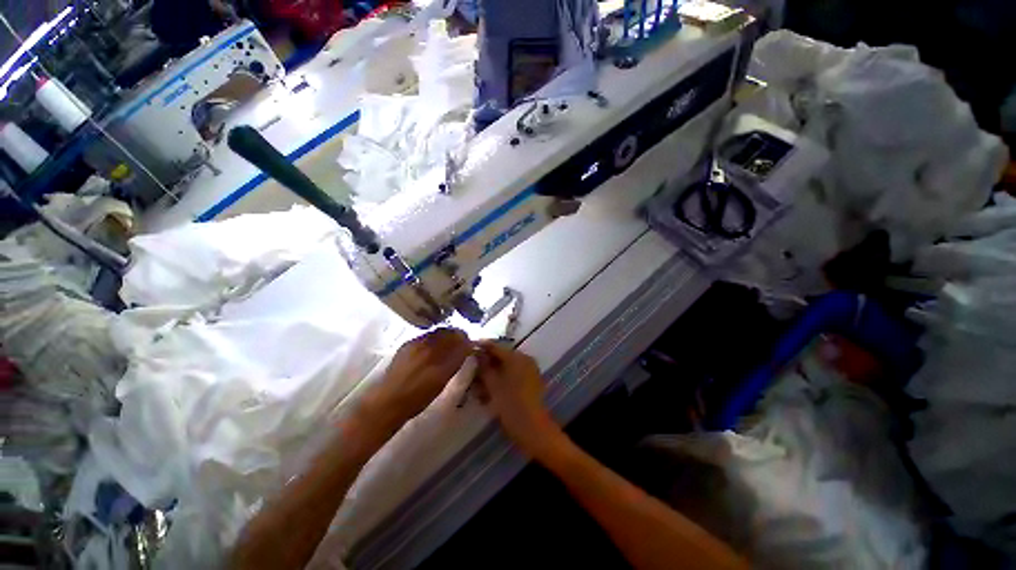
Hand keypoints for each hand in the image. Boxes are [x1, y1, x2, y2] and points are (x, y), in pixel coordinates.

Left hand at [362, 328, 471, 430]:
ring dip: (445, 336)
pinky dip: (433, 339)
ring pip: (437, 332)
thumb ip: (455, 361)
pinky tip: (431, 349)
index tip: (469, 345)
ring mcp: (416, 343)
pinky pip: (426, 336)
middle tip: (461, 344)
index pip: (458, 337)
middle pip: (448, 331)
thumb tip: (467, 346)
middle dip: (456, 335)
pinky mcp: (407, 344)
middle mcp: (428, 344)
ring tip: (447, 346)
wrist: (389, 401)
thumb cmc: (418, 397)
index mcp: (438, 354)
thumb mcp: (442, 381)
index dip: (466, 339)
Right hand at [476, 342, 563, 459]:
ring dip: (493, 373)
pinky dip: (502, 380)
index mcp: (516, 357)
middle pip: (502, 357)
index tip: (469, 348)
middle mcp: (525, 359)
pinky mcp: (532, 381)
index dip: (481, 347)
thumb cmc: (510, 404)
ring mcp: (530, 370)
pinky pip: (514, 375)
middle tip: (472, 370)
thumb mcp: (492, 385)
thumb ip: (483, 367)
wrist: (532, 428)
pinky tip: (491, 391)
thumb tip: (477, 353)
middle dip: (487, 364)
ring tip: (479, 385)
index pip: (495, 347)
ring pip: (507, 367)